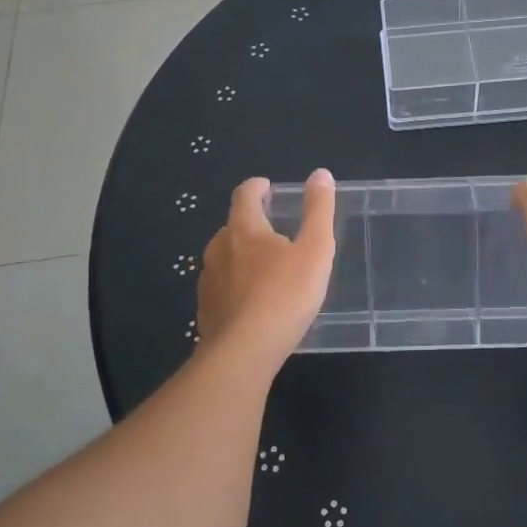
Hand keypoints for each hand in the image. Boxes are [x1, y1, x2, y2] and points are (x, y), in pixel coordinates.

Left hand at [197, 170, 335, 361]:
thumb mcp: (315, 250)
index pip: (244, 195)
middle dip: (252, 224)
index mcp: (243, 229)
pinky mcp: (206, 309)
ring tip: (266, 269)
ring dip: (243, 256)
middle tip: (275, 233)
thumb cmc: (285, 295)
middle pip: (233, 226)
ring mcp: (208, 280)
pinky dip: (236, 285)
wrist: (244, 352)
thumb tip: (320, 174)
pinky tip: (253, 302)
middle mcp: (218, 248)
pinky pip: (222, 286)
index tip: (267, 187)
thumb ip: (319, 211)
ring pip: (225, 257)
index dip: (257, 187)